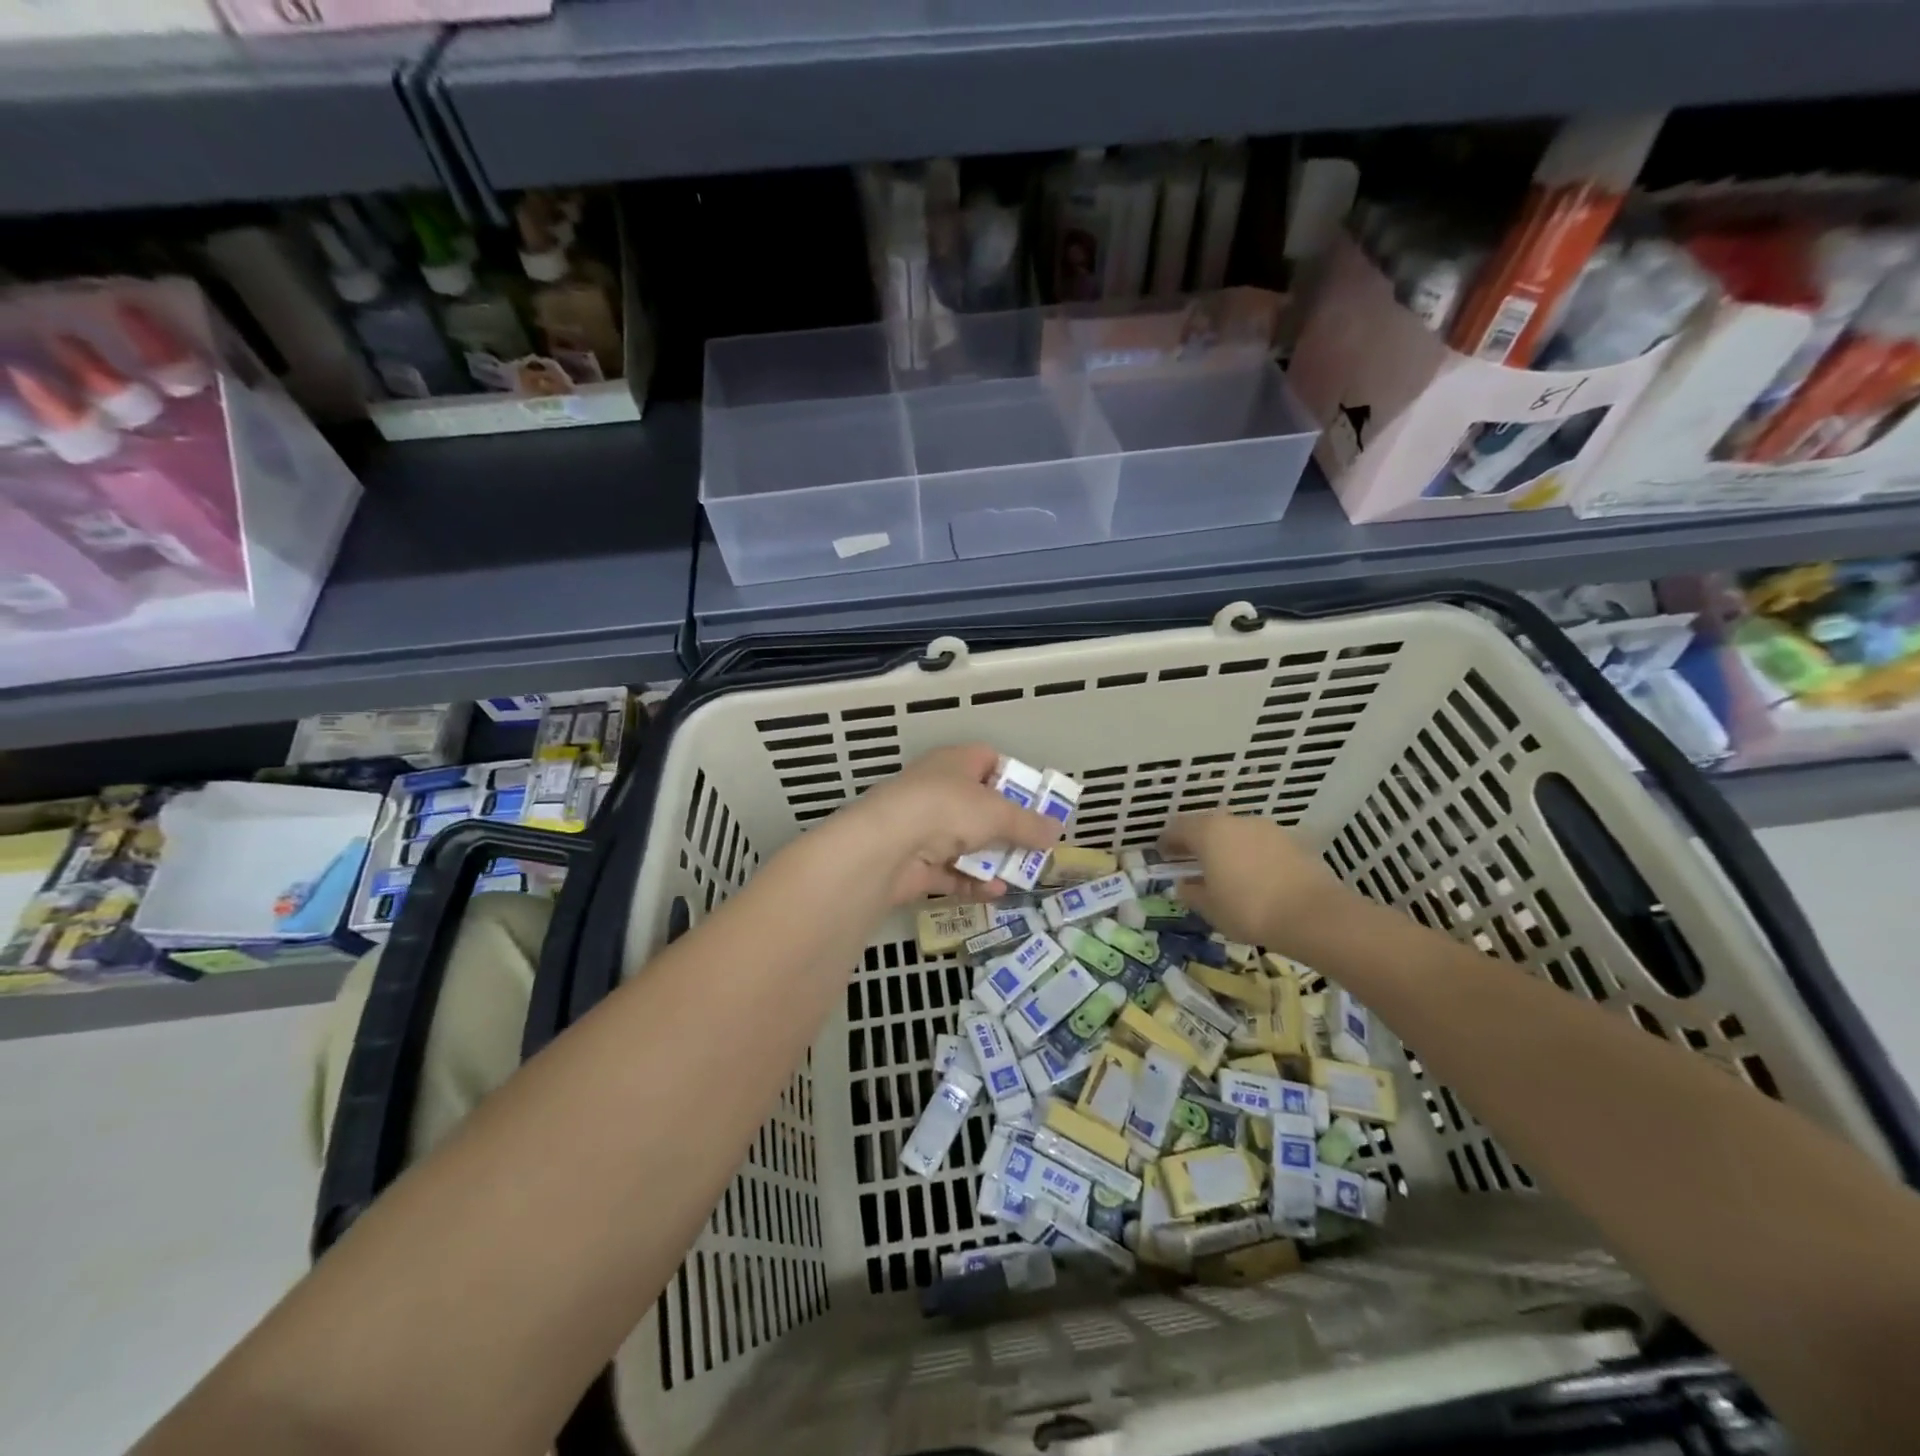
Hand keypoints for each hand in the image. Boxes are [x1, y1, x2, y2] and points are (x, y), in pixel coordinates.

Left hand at [839, 744, 1063, 905]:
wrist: (887, 845)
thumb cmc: (947, 810)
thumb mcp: (998, 813)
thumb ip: (1028, 824)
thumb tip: (1056, 830)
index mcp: (954, 763)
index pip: (988, 760)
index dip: (1013, 778)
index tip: (1035, 801)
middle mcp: (937, 790)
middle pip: (979, 806)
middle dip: (1007, 827)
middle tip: (1035, 845)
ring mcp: (923, 827)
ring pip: (965, 842)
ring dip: (992, 859)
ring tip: (1022, 874)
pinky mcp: (915, 863)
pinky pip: (951, 872)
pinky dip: (972, 882)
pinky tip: (995, 892)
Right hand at [1161, 812, 1356, 957]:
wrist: (1314, 915)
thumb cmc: (1249, 910)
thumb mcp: (1210, 908)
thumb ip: (1192, 893)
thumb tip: (1183, 885)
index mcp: (1209, 833)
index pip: (1178, 828)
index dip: (1167, 841)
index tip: (1162, 855)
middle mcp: (1236, 822)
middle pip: (1208, 826)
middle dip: (1197, 843)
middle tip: (1191, 862)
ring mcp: (1267, 829)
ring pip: (1236, 834)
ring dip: (1226, 848)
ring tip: (1225, 872)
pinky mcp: (1292, 841)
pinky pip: (1260, 844)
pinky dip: (1251, 855)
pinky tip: (1254, 877)